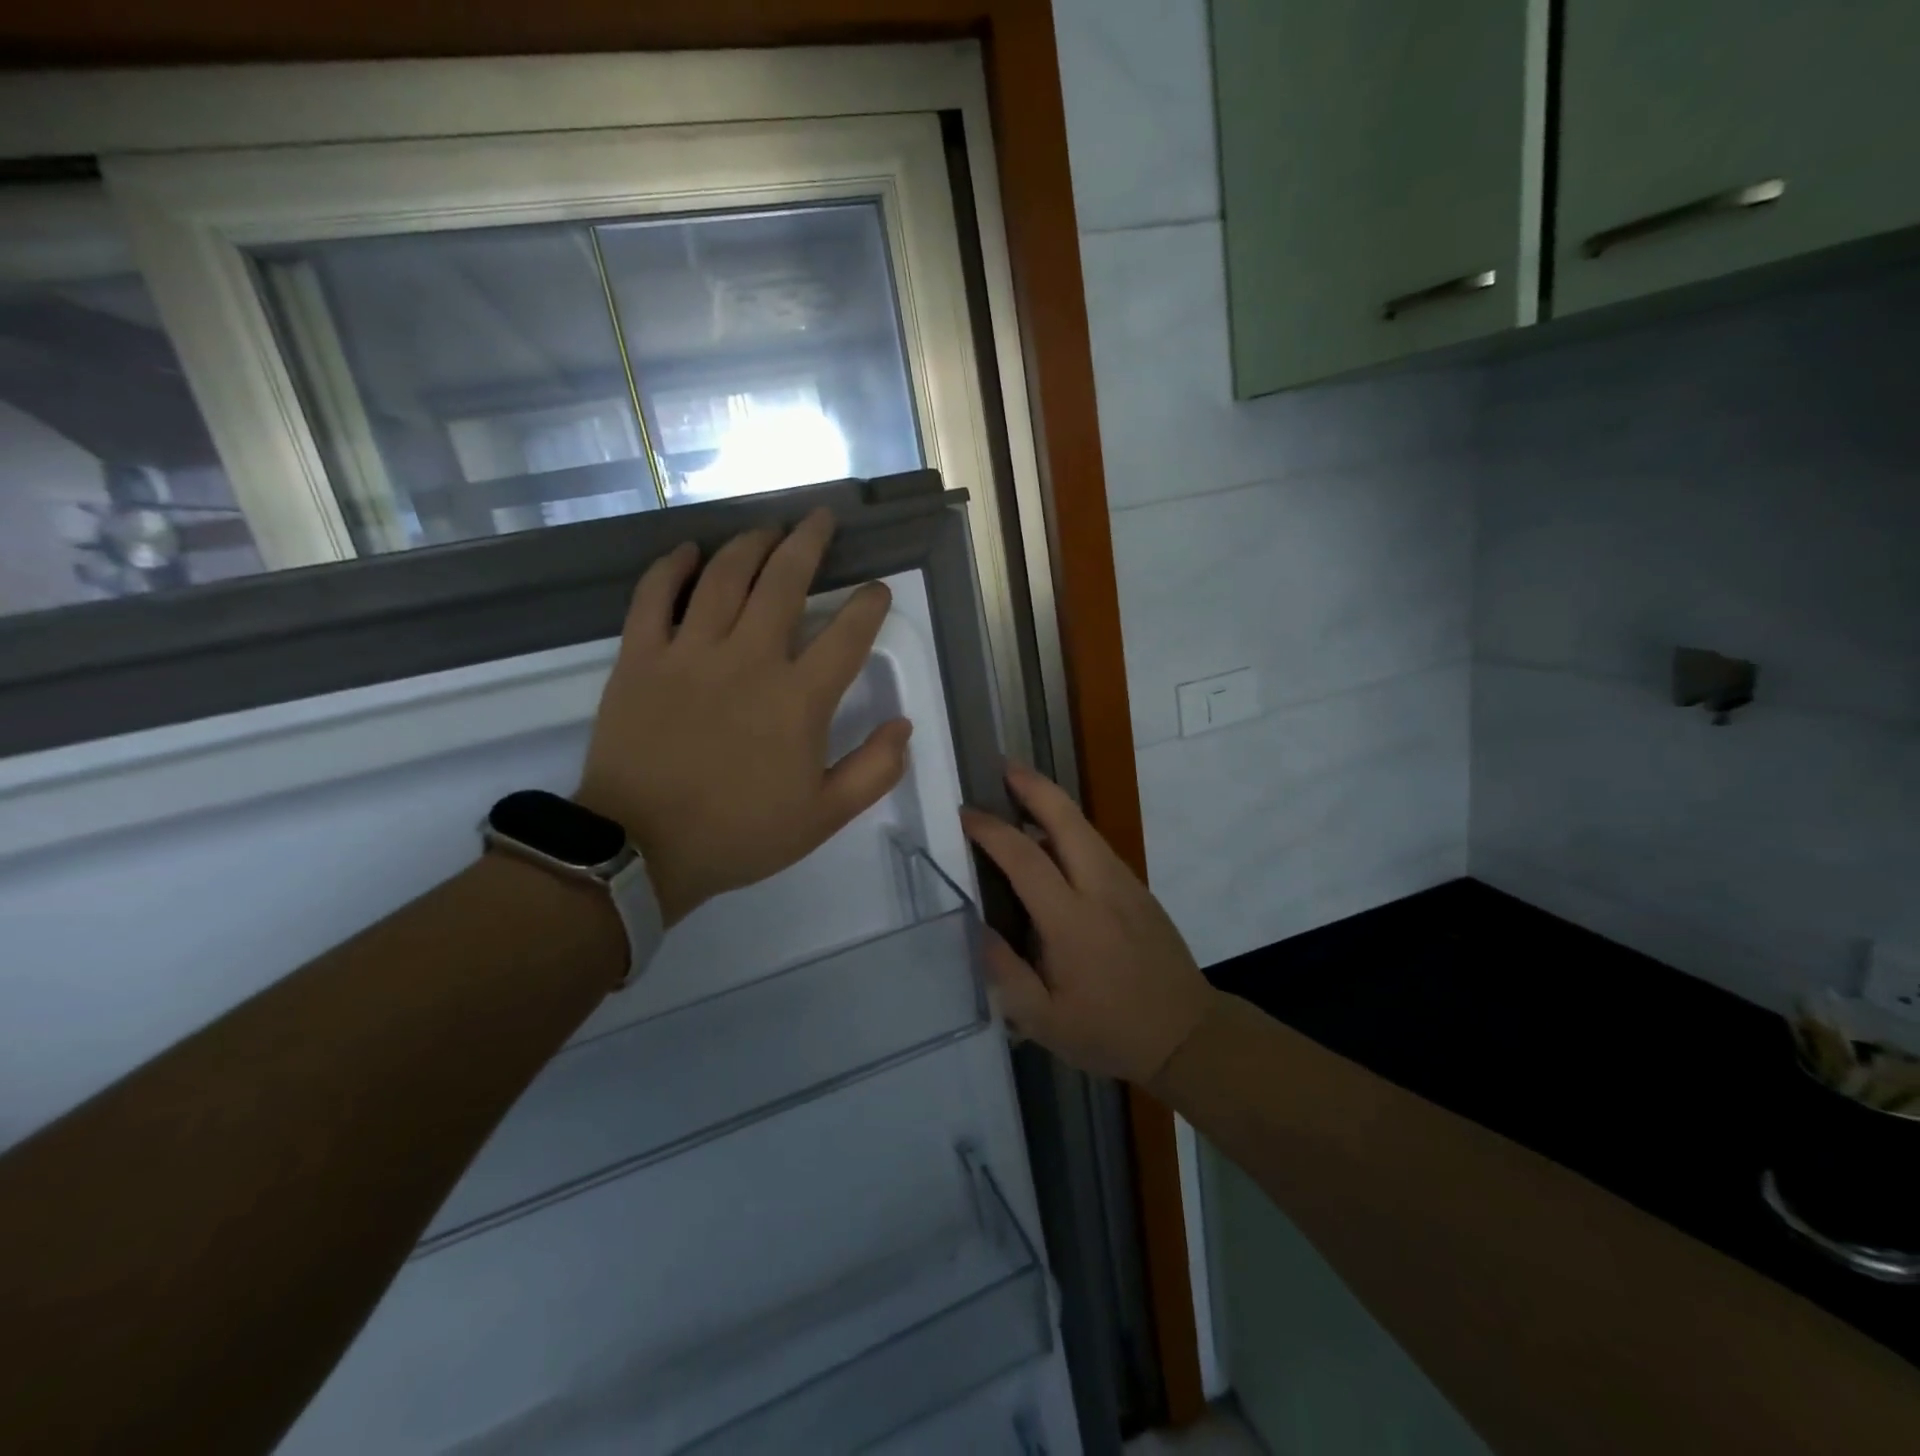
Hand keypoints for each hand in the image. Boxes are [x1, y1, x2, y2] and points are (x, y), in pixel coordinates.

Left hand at [577, 509, 912, 925]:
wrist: (641, 849)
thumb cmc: (740, 834)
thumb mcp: (824, 817)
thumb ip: (873, 770)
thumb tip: (904, 725)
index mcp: (799, 699)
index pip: (847, 635)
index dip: (869, 605)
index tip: (876, 590)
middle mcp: (749, 659)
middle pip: (784, 582)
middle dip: (808, 543)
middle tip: (820, 519)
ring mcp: (690, 652)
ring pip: (724, 576)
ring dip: (751, 544)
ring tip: (768, 528)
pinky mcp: (640, 657)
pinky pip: (654, 595)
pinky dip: (672, 566)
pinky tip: (689, 550)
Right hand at [962, 764, 1217, 1084]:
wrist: (1188, 1034)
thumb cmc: (1110, 1032)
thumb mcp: (1043, 1021)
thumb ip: (1005, 973)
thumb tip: (978, 927)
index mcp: (1071, 920)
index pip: (1025, 857)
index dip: (991, 830)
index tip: (964, 815)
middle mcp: (1100, 888)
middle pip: (1066, 818)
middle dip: (1033, 786)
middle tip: (1003, 766)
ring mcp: (1125, 884)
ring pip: (1084, 827)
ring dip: (1052, 802)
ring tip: (1020, 790)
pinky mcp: (1138, 889)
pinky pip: (1097, 846)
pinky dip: (1069, 828)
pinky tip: (1051, 839)